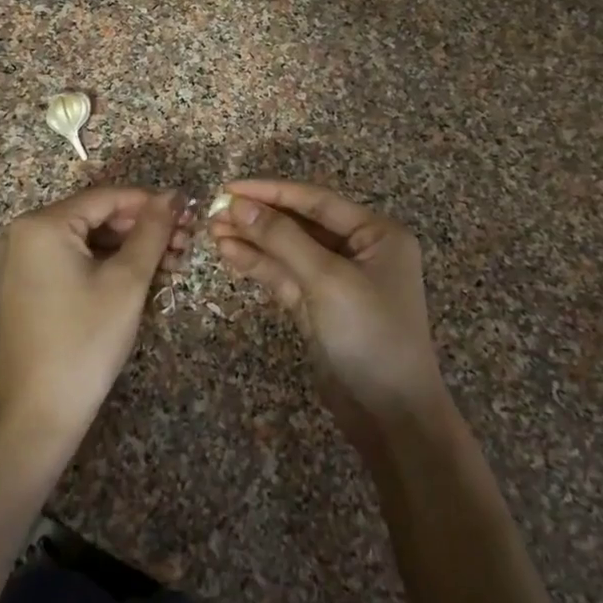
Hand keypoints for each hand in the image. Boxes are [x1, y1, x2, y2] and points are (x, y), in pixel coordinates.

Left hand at [0, 186, 191, 453]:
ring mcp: (22, 262)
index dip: (152, 203)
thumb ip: (152, 231)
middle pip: (96, 217)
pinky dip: (106, 266)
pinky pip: (73, 261)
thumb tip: (174, 195)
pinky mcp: (27, 287)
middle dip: (143, 229)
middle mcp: (24, 234)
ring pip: (88, 241)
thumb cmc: (84, 341)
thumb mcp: (127, 282)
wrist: (36, 415)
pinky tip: (140, 279)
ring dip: (129, 249)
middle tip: (186, 246)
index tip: (190, 216)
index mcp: (42, 224)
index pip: (107, 197)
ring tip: (171, 266)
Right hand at [209, 179, 445, 445]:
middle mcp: (359, 250)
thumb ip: (282, 238)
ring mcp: (337, 280)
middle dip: (258, 218)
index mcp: (377, 234)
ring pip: (289, 251)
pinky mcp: (318, 306)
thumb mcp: (328, 279)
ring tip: (212, 231)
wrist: (390, 414)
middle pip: (300, 224)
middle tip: (213, 212)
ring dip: (253, 240)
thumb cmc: (370, 334)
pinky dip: (259, 265)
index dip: (271, 192)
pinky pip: (286, 276)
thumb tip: (239, 204)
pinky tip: (229, 253)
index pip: (316, 201)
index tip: (229, 188)